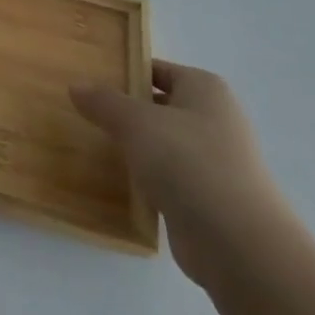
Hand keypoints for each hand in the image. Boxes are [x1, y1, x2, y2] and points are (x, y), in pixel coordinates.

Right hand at [73, 60, 302, 290]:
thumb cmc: (189, 163)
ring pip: (159, 143)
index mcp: (205, 90)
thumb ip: (103, 101)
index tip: (86, 80)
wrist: (238, 244)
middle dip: (122, 109)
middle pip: (157, 105)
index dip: (121, 72)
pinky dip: (142, 176)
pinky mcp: (205, 197)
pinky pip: (165, 176)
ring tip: (88, 143)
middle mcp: (214, 120)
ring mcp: (213, 161)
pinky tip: (113, 180)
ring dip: (131, 145)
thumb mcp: (136, 122)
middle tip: (78, 110)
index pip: (155, 70)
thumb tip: (76, 86)